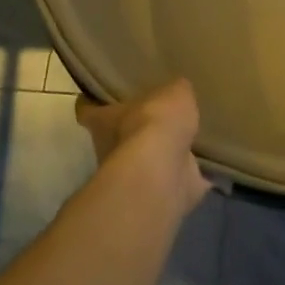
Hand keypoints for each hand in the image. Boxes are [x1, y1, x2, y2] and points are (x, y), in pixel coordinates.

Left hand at [76, 78, 209, 212]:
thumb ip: (175, 91)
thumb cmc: (155, 124)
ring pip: (140, 161)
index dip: (91, 103)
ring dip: (156, 155)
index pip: (87, 109)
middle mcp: (108, 149)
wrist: (162, 174)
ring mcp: (129, 175)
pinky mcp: (153, 194)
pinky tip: (196, 167)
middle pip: (113, 136)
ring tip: (179, 141)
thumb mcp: (173, 92)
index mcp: (103, 120)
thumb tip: (179, 90)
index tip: (97, 97)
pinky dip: (180, 177)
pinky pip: (168, 181)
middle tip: (152, 118)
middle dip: (130, 130)